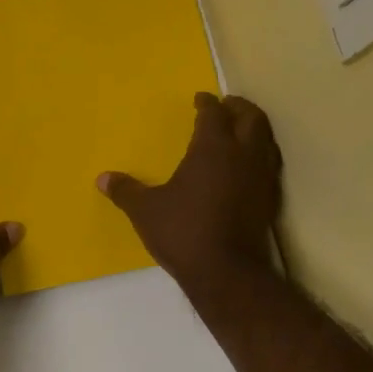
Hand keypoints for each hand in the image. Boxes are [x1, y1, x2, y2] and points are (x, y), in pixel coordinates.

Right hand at [99, 93, 282, 294]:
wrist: (227, 273)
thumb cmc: (184, 232)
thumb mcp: (146, 211)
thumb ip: (126, 191)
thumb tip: (102, 179)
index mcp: (213, 147)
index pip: (214, 113)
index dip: (207, 103)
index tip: (200, 98)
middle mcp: (243, 155)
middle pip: (251, 118)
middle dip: (239, 107)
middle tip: (227, 105)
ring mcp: (261, 177)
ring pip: (266, 140)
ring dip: (254, 129)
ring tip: (240, 131)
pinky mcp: (270, 200)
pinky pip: (269, 164)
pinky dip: (260, 155)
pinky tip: (247, 167)